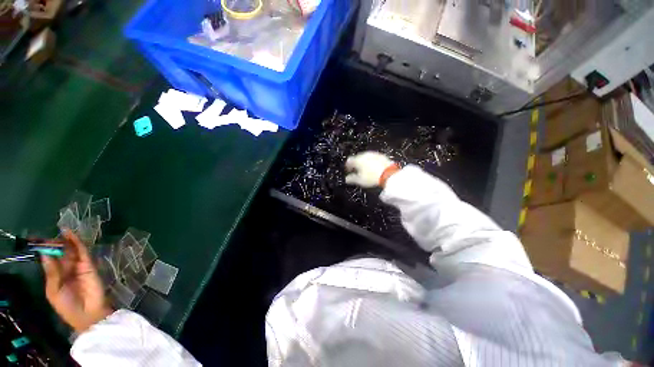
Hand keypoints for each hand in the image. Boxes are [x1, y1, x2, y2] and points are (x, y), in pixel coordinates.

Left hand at [41, 230, 112, 332]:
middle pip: (61, 253)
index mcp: (56, 276)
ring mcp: (79, 267)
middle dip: (56, 244)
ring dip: (66, 241)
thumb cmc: (67, 306)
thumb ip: (52, 273)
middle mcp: (66, 270)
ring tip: (61, 230)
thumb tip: (45, 254)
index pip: (51, 260)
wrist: (89, 313)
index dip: (46, 250)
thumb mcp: (54, 291)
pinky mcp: (89, 265)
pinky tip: (71, 235)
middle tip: (51, 235)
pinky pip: (82, 252)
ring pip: (72, 251)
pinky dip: (77, 243)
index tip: (40, 240)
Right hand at [345, 151, 398, 187]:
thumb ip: (351, 179)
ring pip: (366, 157)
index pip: (349, 160)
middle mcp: (364, 154)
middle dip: (356, 164)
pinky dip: (372, 162)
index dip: (348, 166)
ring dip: (364, 162)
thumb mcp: (360, 180)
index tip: (349, 171)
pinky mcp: (381, 155)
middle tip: (357, 171)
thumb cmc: (372, 177)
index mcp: (357, 159)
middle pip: (357, 158)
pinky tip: (374, 168)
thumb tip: (346, 179)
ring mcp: (373, 154)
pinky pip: (373, 158)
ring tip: (366, 170)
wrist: (389, 174)